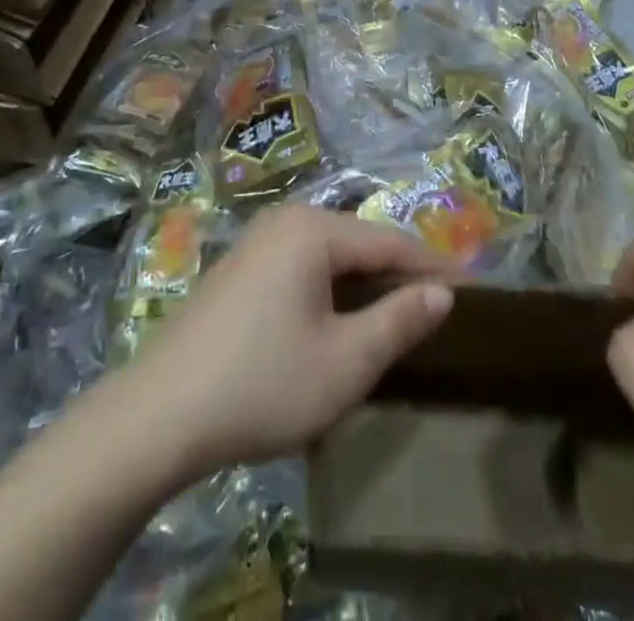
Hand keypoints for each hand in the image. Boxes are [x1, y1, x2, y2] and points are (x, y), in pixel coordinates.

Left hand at [127, 207, 454, 475]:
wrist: (160, 412)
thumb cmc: (263, 383)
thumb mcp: (344, 362)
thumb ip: (398, 321)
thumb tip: (442, 293)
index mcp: (313, 230)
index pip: (389, 242)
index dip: (434, 267)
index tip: (474, 289)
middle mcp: (285, 221)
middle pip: (358, 242)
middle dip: (400, 272)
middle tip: (441, 305)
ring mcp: (257, 241)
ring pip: (330, 254)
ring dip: (366, 281)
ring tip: (400, 312)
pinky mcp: (240, 268)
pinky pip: (302, 265)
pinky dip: (332, 286)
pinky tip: (342, 316)